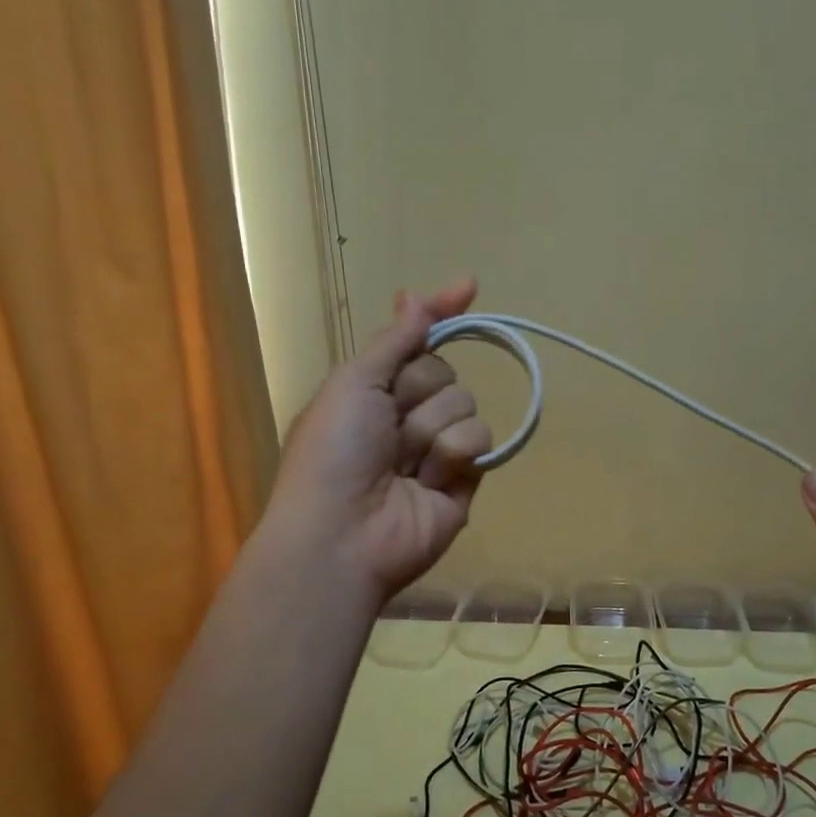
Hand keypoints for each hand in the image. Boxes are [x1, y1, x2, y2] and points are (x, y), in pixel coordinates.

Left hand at [268, 280, 490, 598]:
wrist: (343, 531)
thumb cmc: (334, 451)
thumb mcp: (354, 382)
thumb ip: (394, 340)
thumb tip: (414, 295)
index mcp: (374, 390)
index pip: (417, 342)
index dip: (439, 315)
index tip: (468, 285)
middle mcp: (407, 415)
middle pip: (443, 372)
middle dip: (418, 393)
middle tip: (388, 426)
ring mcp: (438, 448)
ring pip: (464, 404)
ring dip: (430, 429)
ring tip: (403, 464)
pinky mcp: (465, 479)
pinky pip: (481, 440)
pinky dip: (453, 455)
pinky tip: (428, 480)